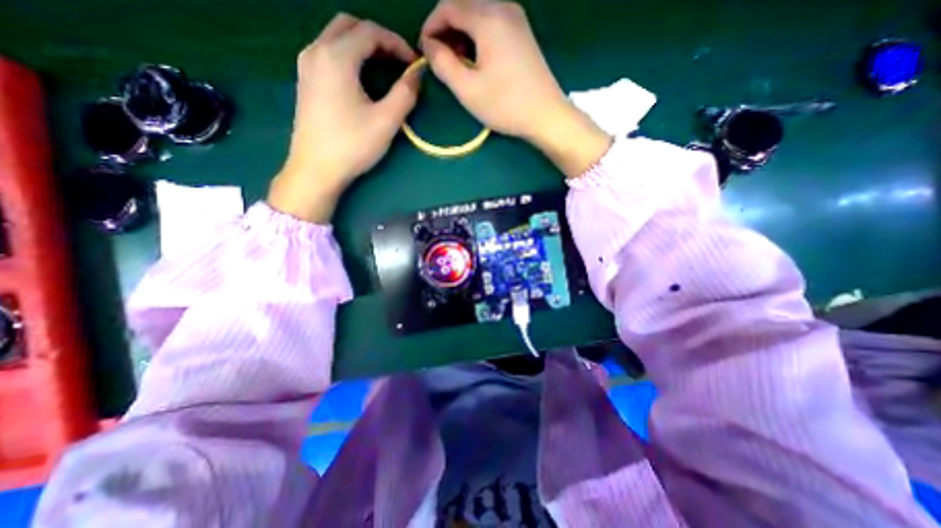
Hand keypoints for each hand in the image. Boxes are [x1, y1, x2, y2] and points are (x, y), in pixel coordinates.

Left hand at [270, 12, 420, 221]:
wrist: (316, 169)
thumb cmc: (352, 145)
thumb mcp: (386, 121)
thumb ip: (405, 94)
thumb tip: (417, 74)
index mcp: (336, 57)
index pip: (370, 32)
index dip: (397, 43)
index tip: (414, 63)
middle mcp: (316, 51)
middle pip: (349, 26)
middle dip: (378, 38)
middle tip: (398, 61)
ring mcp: (306, 65)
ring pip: (335, 37)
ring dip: (362, 45)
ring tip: (384, 68)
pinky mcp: (305, 81)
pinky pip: (328, 53)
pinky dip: (348, 55)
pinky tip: (361, 78)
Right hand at [421, 0, 609, 176]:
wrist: (546, 115)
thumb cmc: (506, 105)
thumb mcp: (468, 89)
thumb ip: (443, 64)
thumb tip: (429, 46)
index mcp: (488, 18)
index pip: (448, 6)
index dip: (431, 26)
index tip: (424, 52)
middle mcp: (503, 8)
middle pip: (464, 6)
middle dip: (446, 30)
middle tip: (440, 60)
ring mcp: (517, 19)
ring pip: (478, 14)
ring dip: (462, 34)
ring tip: (457, 63)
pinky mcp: (523, 33)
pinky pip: (493, 23)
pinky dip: (478, 37)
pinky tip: (477, 60)